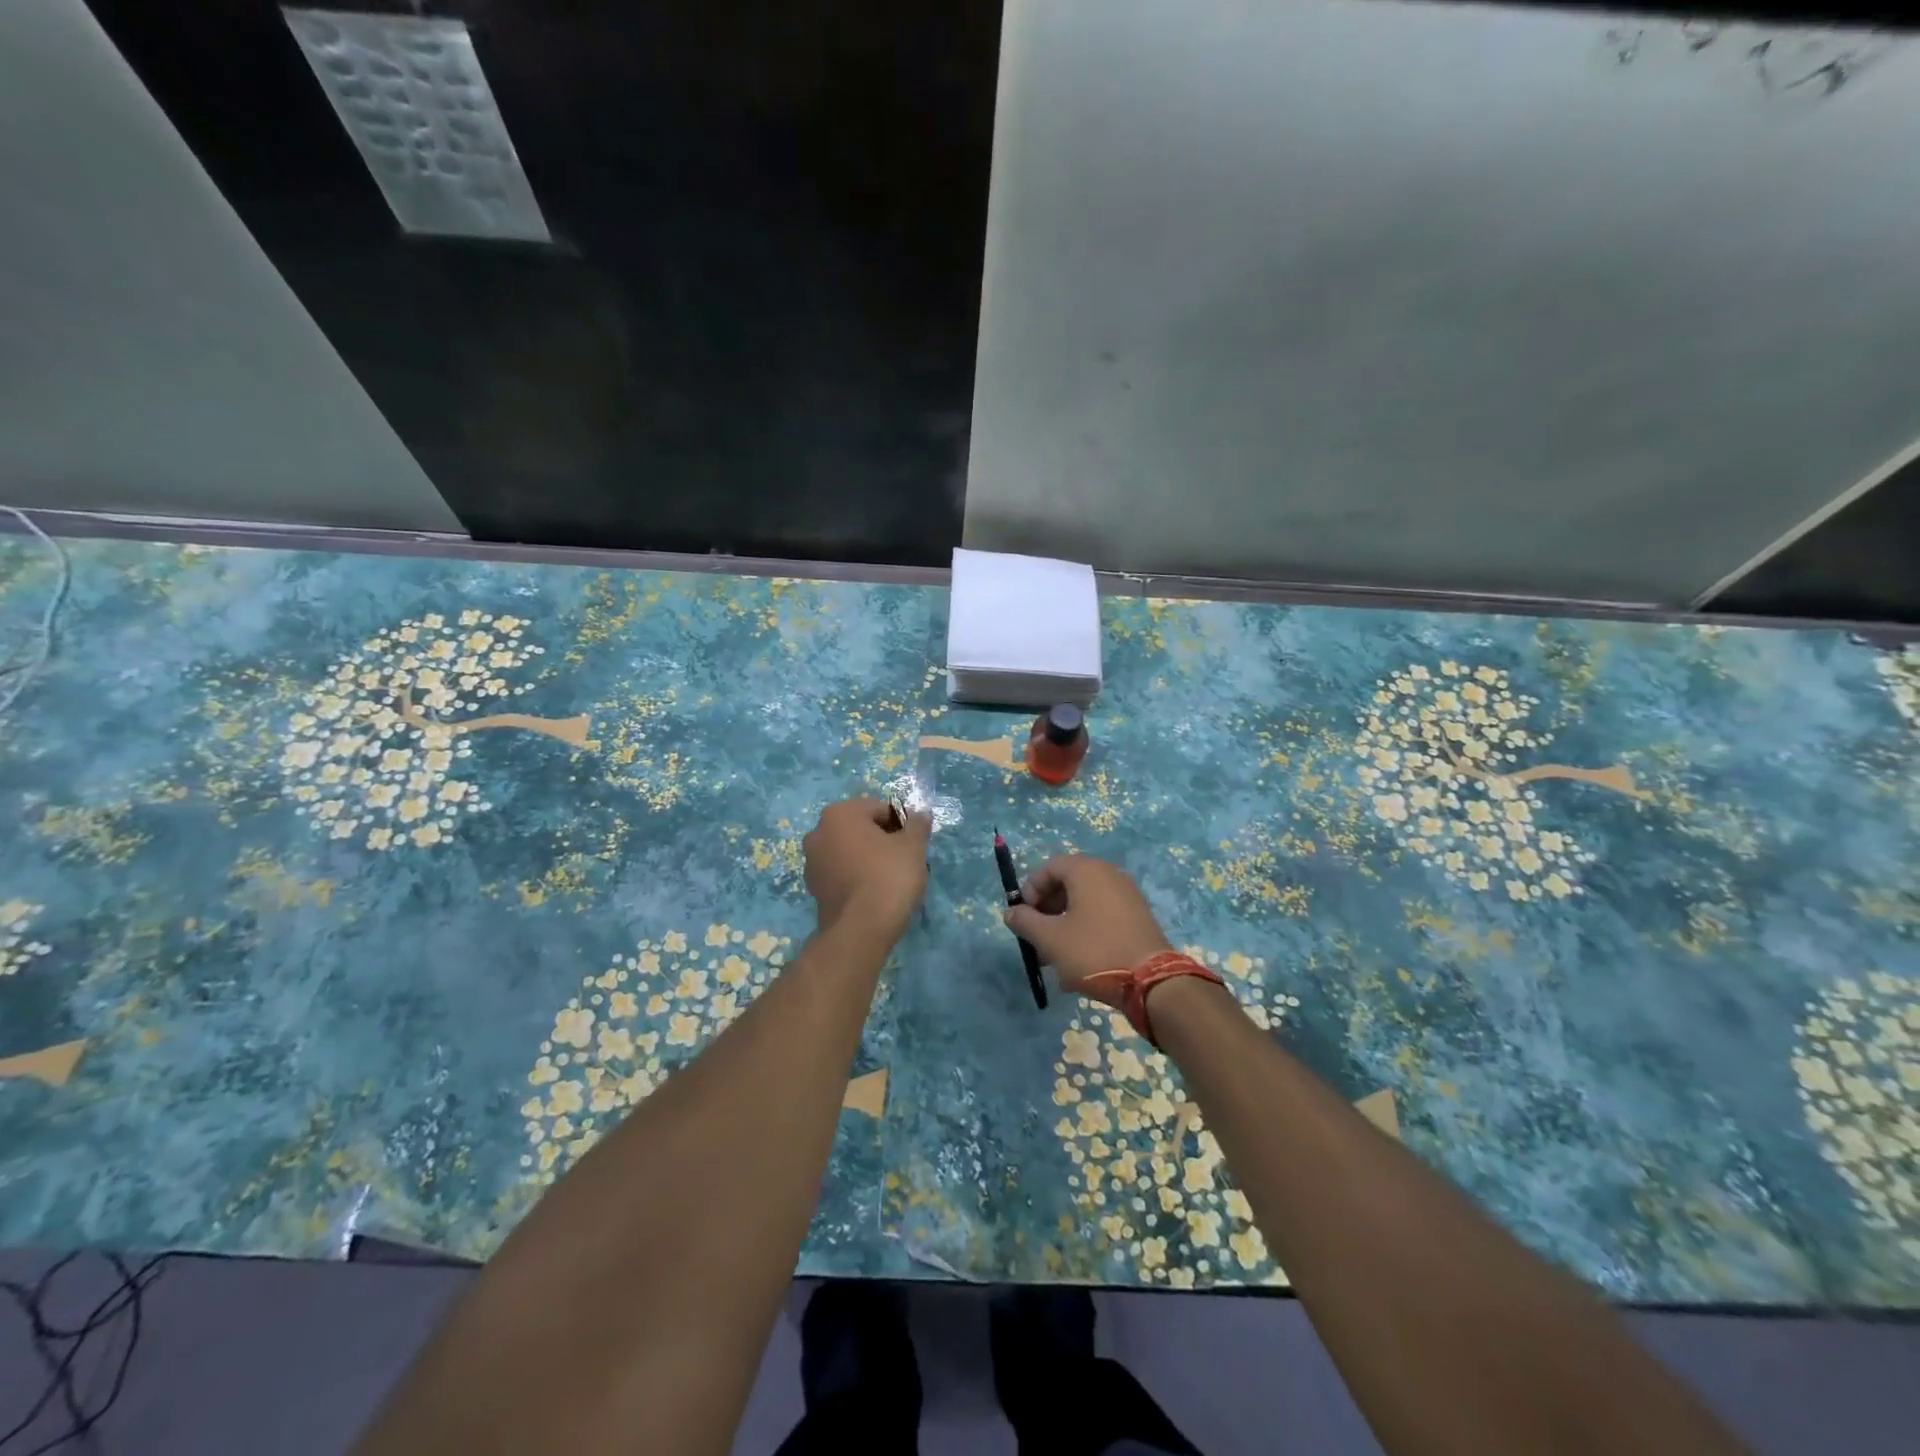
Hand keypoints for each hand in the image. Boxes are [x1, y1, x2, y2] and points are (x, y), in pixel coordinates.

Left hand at [802, 798, 931, 933]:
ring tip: (892, 878)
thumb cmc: (888, 877)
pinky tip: (875, 892)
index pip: (880, 809)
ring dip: (869, 857)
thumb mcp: (913, 846)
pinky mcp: (814, 888)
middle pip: (862, 828)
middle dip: (884, 839)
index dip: (902, 824)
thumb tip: (920, 814)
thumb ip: (917, 825)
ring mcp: (812, 862)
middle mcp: (818, 832)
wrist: (860, 930)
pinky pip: (842, 872)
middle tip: (906, 859)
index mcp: (839, 814)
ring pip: (850, 851)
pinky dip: (858, 876)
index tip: (915, 843)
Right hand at [1004, 856, 1172, 1005]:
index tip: (1024, 917)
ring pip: (1084, 904)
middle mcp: (1109, 875)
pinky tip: (1078, 962)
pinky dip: (1085, 931)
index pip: (1049, 867)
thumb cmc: (1094, 952)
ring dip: (1064, 925)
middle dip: (1046, 910)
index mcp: (1087, 871)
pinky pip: (1102, 916)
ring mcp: (1127, 895)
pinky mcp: (1138, 917)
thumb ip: (1025, 922)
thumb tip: (1011, 912)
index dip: (1031, 889)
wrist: (1151, 982)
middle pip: (1067, 884)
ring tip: (1054, 957)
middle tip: (1036, 937)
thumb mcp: (1050, 939)